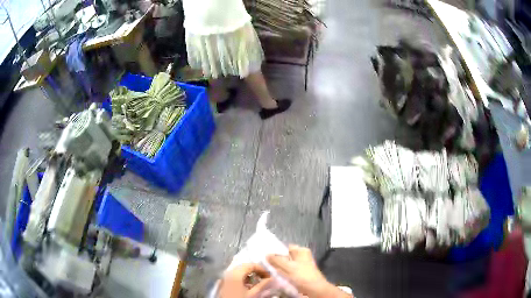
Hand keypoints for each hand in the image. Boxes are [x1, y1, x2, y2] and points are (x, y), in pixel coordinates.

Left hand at [218, 263, 271, 297]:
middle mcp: (229, 272)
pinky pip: (234, 275)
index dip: (261, 269)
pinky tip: (247, 284)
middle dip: (255, 270)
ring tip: (257, 281)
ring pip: (239, 270)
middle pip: (244, 266)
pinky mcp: (224, 282)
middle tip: (264, 277)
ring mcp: (226, 277)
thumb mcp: (253, 294)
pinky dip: (243, 277)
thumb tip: (271, 278)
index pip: (251, 265)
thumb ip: (262, 285)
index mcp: (236, 273)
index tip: (269, 275)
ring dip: (249, 274)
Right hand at [267, 245, 350, 297]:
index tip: (265, 255)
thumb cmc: (303, 276)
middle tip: (264, 264)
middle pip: (285, 257)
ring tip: (268, 270)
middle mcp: (301, 257)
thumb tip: (267, 254)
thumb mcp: (288, 267)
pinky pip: (287, 273)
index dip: (275, 250)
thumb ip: (277, 260)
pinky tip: (275, 277)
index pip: (286, 247)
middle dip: (276, 260)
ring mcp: (300, 267)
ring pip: (285, 266)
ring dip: (278, 269)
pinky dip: (282, 274)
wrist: (314, 290)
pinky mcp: (299, 276)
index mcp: (301, 251)